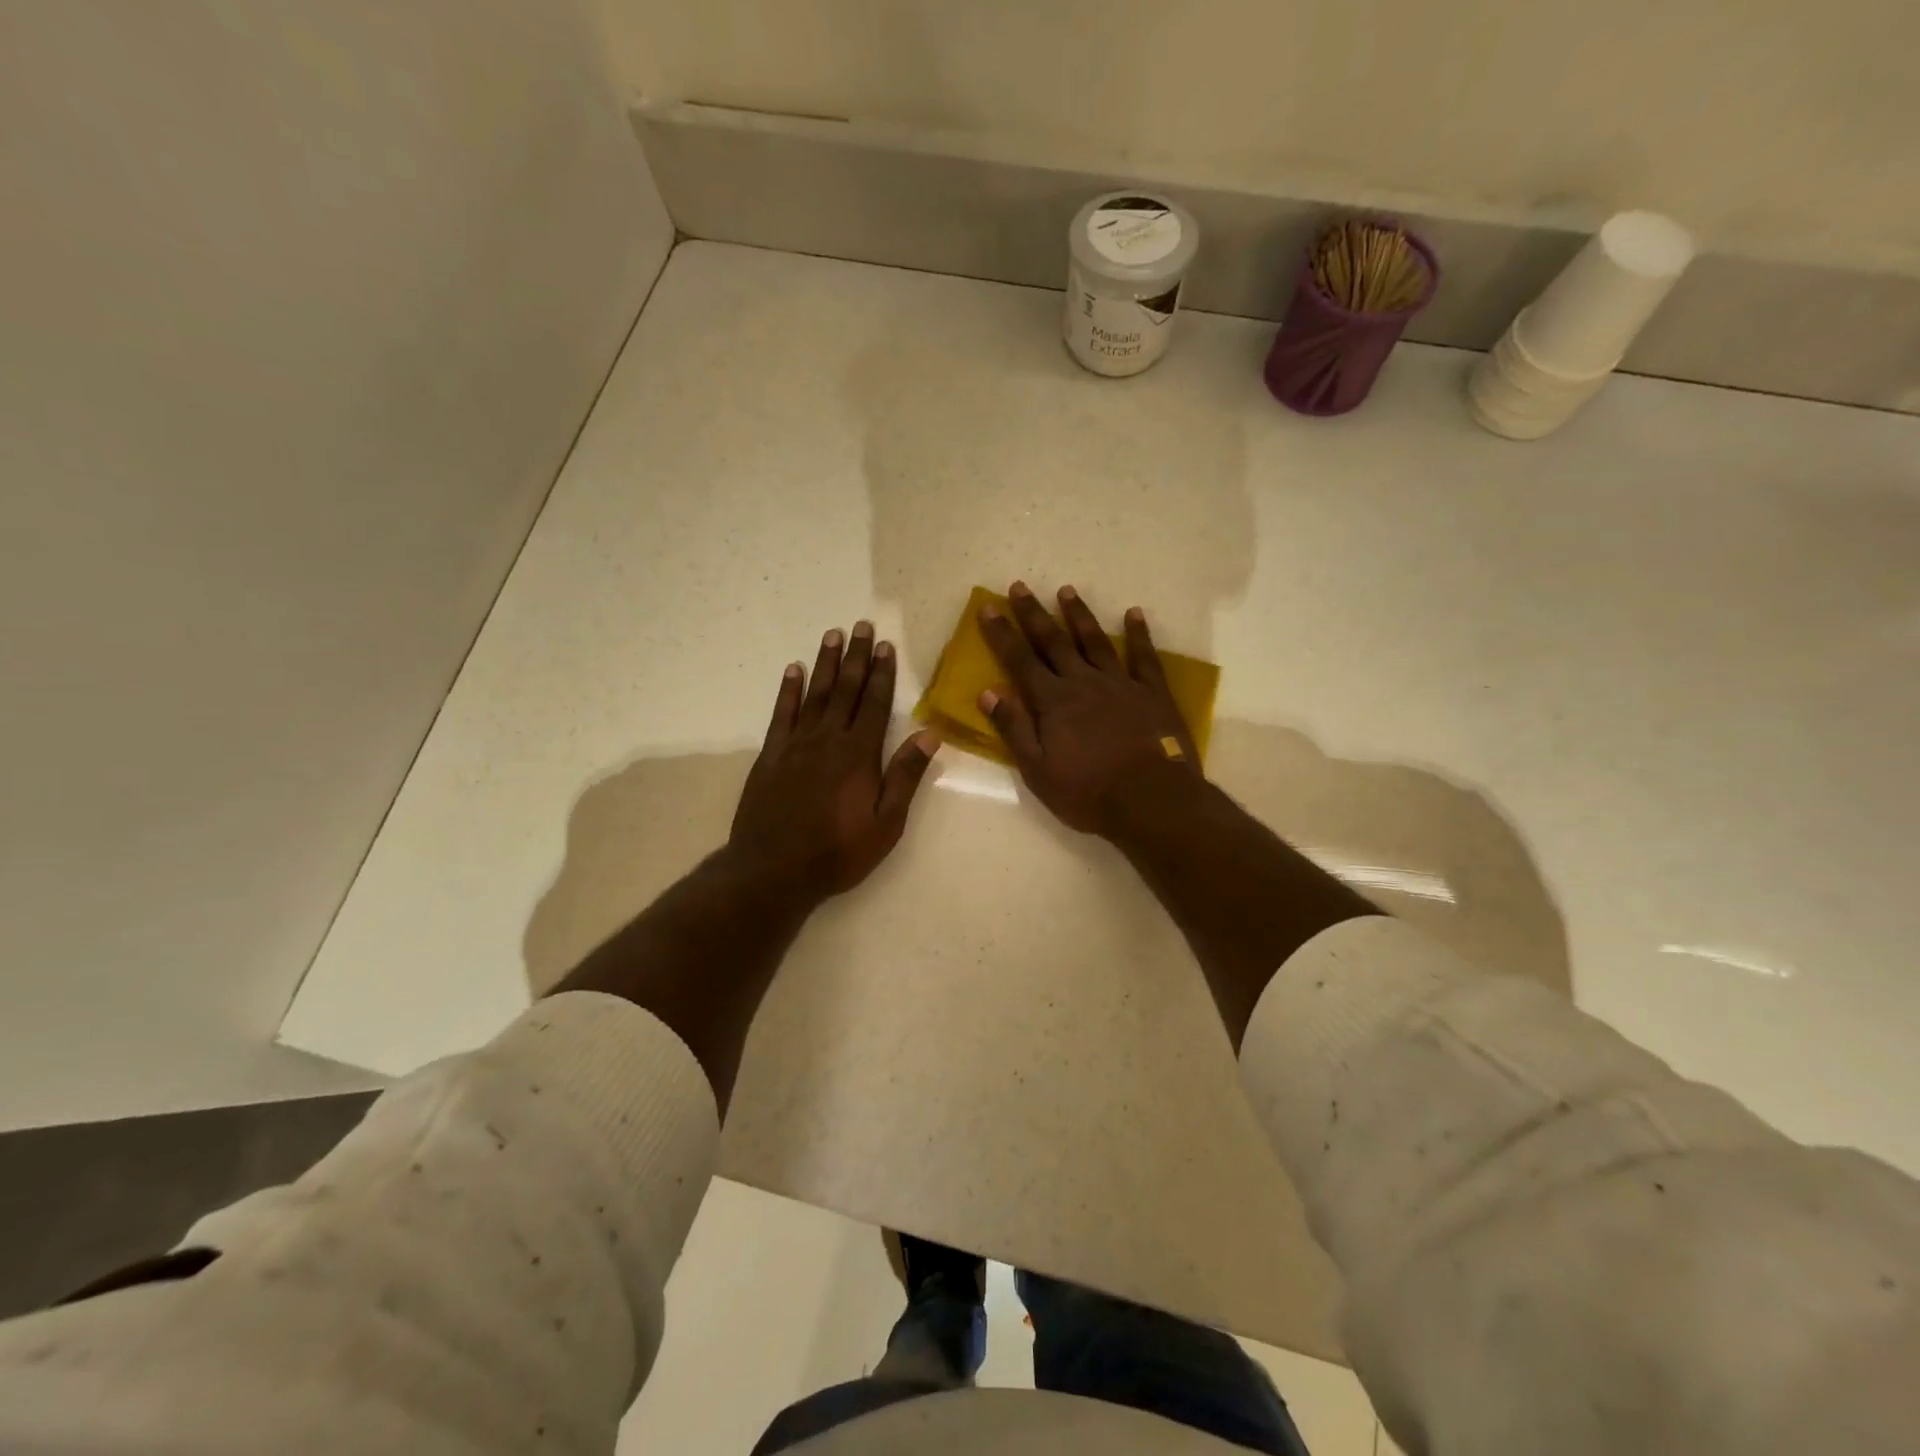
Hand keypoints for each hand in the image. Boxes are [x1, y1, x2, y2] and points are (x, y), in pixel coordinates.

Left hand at [730, 621, 939, 899]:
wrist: (773, 869)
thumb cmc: (838, 851)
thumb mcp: (886, 823)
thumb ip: (905, 776)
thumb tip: (930, 734)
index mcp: (859, 754)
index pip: (875, 703)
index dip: (882, 673)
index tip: (885, 645)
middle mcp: (828, 739)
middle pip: (845, 690)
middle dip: (855, 657)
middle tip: (860, 625)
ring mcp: (796, 744)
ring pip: (815, 694)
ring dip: (825, 663)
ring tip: (832, 634)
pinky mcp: (771, 755)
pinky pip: (782, 714)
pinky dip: (788, 690)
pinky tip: (793, 670)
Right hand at [977, 581, 1198, 834]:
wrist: (1150, 800)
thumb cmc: (1087, 792)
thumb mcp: (1038, 770)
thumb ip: (1014, 728)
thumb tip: (988, 692)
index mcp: (1052, 702)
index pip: (1020, 661)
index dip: (1002, 634)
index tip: (988, 607)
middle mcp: (1083, 682)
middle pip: (1054, 641)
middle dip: (1034, 614)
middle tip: (1020, 586)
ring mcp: (1120, 683)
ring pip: (1095, 641)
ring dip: (1079, 615)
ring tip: (1066, 590)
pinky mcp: (1152, 692)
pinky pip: (1143, 656)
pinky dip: (1138, 634)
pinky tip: (1134, 614)